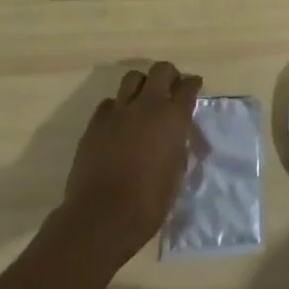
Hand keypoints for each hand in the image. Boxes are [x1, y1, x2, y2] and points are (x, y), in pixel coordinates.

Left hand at [58, 61, 201, 266]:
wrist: (102, 218)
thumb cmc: (149, 204)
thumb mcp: (176, 174)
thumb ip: (179, 147)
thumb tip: (178, 138)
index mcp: (173, 118)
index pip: (188, 86)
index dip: (192, 84)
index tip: (193, 87)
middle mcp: (148, 106)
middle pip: (161, 70)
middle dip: (168, 75)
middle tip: (169, 88)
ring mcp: (118, 112)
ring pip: (132, 78)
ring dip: (141, 85)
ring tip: (142, 101)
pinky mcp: (95, 124)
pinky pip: (108, 103)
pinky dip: (116, 108)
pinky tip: (118, 124)